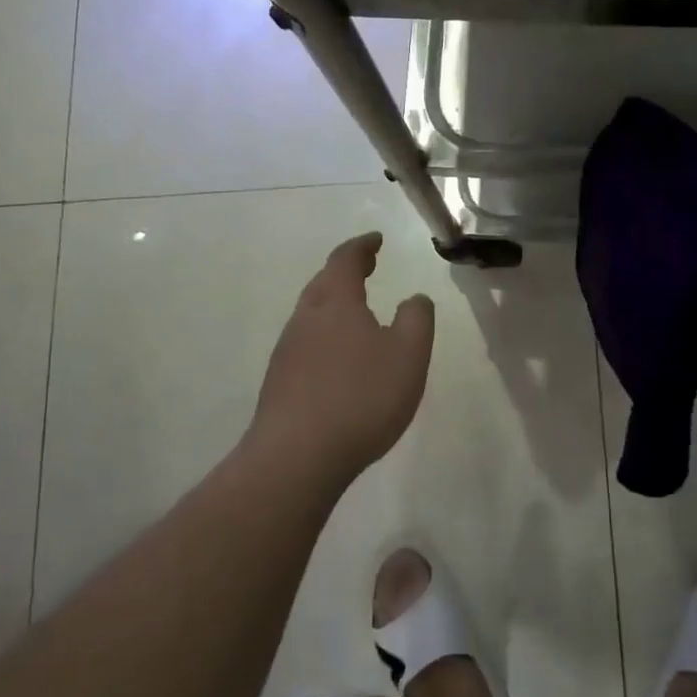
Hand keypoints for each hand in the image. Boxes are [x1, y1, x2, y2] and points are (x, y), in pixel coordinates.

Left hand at [248, 232, 435, 483]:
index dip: (362, 246)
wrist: (296, 456)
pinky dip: (325, 334)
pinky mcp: (279, 381)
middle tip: (367, 266)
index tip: (376, 239)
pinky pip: (306, 342)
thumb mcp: (408, 355)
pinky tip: (337, 358)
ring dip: (334, 303)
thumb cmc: (360, 397)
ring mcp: (287, 350)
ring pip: (312, 313)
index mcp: (336, 302)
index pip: (346, 259)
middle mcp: (305, 318)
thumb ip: (416, 319)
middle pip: (324, 282)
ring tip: (356, 310)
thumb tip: (415, 298)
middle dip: (346, 270)